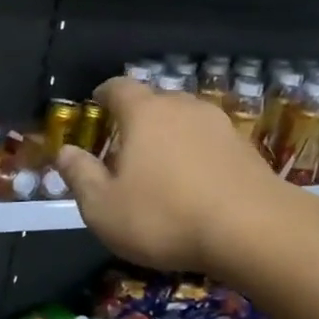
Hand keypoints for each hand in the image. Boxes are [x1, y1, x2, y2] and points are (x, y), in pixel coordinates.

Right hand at [55, 77, 287, 271]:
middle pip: (154, 101)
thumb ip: (80, 175)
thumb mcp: (103, 206)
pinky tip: (194, 183)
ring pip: (185, 121)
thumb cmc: (164, 216)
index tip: (95, 105)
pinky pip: (210, 143)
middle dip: (136, 118)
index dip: (103, 94)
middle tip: (124, 145)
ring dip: (169, 136)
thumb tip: (64, 152)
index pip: (118, 87)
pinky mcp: (247, 149)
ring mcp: (220, 126)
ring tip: (160, 165)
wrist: (254, 231)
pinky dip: (196, 155)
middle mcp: (183, 107)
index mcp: (144, 112)